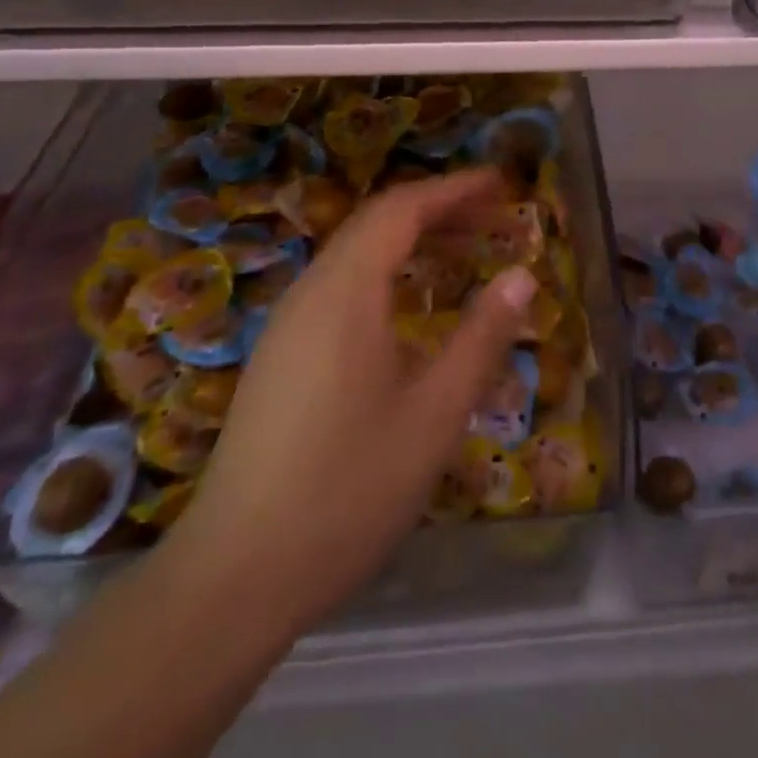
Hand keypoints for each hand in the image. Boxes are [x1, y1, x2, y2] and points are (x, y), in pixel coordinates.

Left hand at [168, 169, 533, 636]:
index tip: (502, 182)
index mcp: (345, 292)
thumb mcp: (435, 413)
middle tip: (496, 218)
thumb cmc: (348, 489)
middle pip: (377, 223)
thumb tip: (522, 274)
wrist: (236, 575)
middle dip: (439, 210)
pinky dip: (386, 273)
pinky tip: (412, 309)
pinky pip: (340, 287)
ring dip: (412, 241)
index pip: (403, 209)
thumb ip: (482, 336)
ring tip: (465, 254)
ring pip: (356, 254)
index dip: (455, 188)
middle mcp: (310, 292)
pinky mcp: (281, 355)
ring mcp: (288, 324)